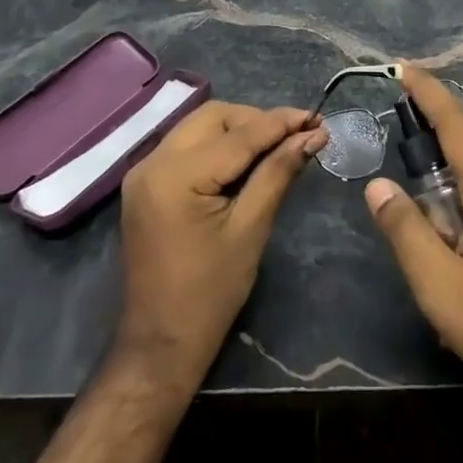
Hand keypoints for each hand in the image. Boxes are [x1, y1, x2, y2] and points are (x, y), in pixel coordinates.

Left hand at [114, 101, 325, 394]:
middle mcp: (153, 161)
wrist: (160, 345)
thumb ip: (278, 172)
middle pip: (214, 117)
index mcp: (176, 176)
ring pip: (199, 126)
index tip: (318, 118)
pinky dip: (218, 145)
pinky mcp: (146, 183)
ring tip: (276, 146)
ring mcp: (144, 171)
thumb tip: (312, 136)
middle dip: (257, 121)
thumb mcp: (250, 229)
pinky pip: (187, 145)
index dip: (281, 122)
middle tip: (296, 136)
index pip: (239, 134)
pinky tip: (245, 161)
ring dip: (238, 130)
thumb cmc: (210, 294)